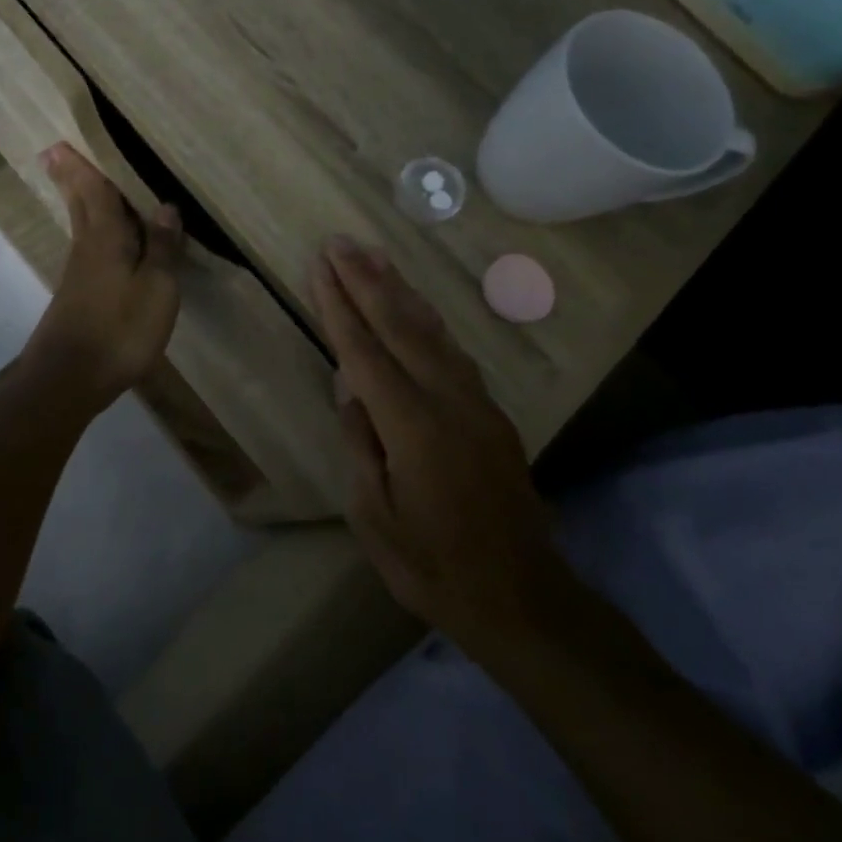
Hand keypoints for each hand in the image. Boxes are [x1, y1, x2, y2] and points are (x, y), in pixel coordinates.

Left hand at [19, 144, 184, 409]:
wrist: (67, 379)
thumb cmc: (118, 329)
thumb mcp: (156, 289)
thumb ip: (163, 248)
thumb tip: (166, 207)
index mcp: (106, 238)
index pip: (94, 191)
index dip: (81, 167)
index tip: (60, 143)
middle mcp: (87, 248)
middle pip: (79, 205)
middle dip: (71, 179)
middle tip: (55, 153)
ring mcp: (78, 275)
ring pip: (81, 227)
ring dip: (80, 203)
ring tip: (81, 185)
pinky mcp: (77, 297)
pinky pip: (88, 249)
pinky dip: (92, 233)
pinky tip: (101, 242)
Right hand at [311, 236, 563, 654]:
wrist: (521, 599)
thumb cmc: (432, 566)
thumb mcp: (375, 517)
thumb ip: (361, 445)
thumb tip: (350, 388)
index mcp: (412, 427)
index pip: (365, 352)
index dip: (340, 306)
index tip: (320, 267)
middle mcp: (447, 402)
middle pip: (401, 326)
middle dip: (367, 280)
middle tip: (341, 243)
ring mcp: (475, 404)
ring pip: (432, 332)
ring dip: (400, 290)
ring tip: (374, 256)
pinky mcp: (491, 414)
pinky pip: (452, 352)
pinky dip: (427, 320)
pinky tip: (416, 307)